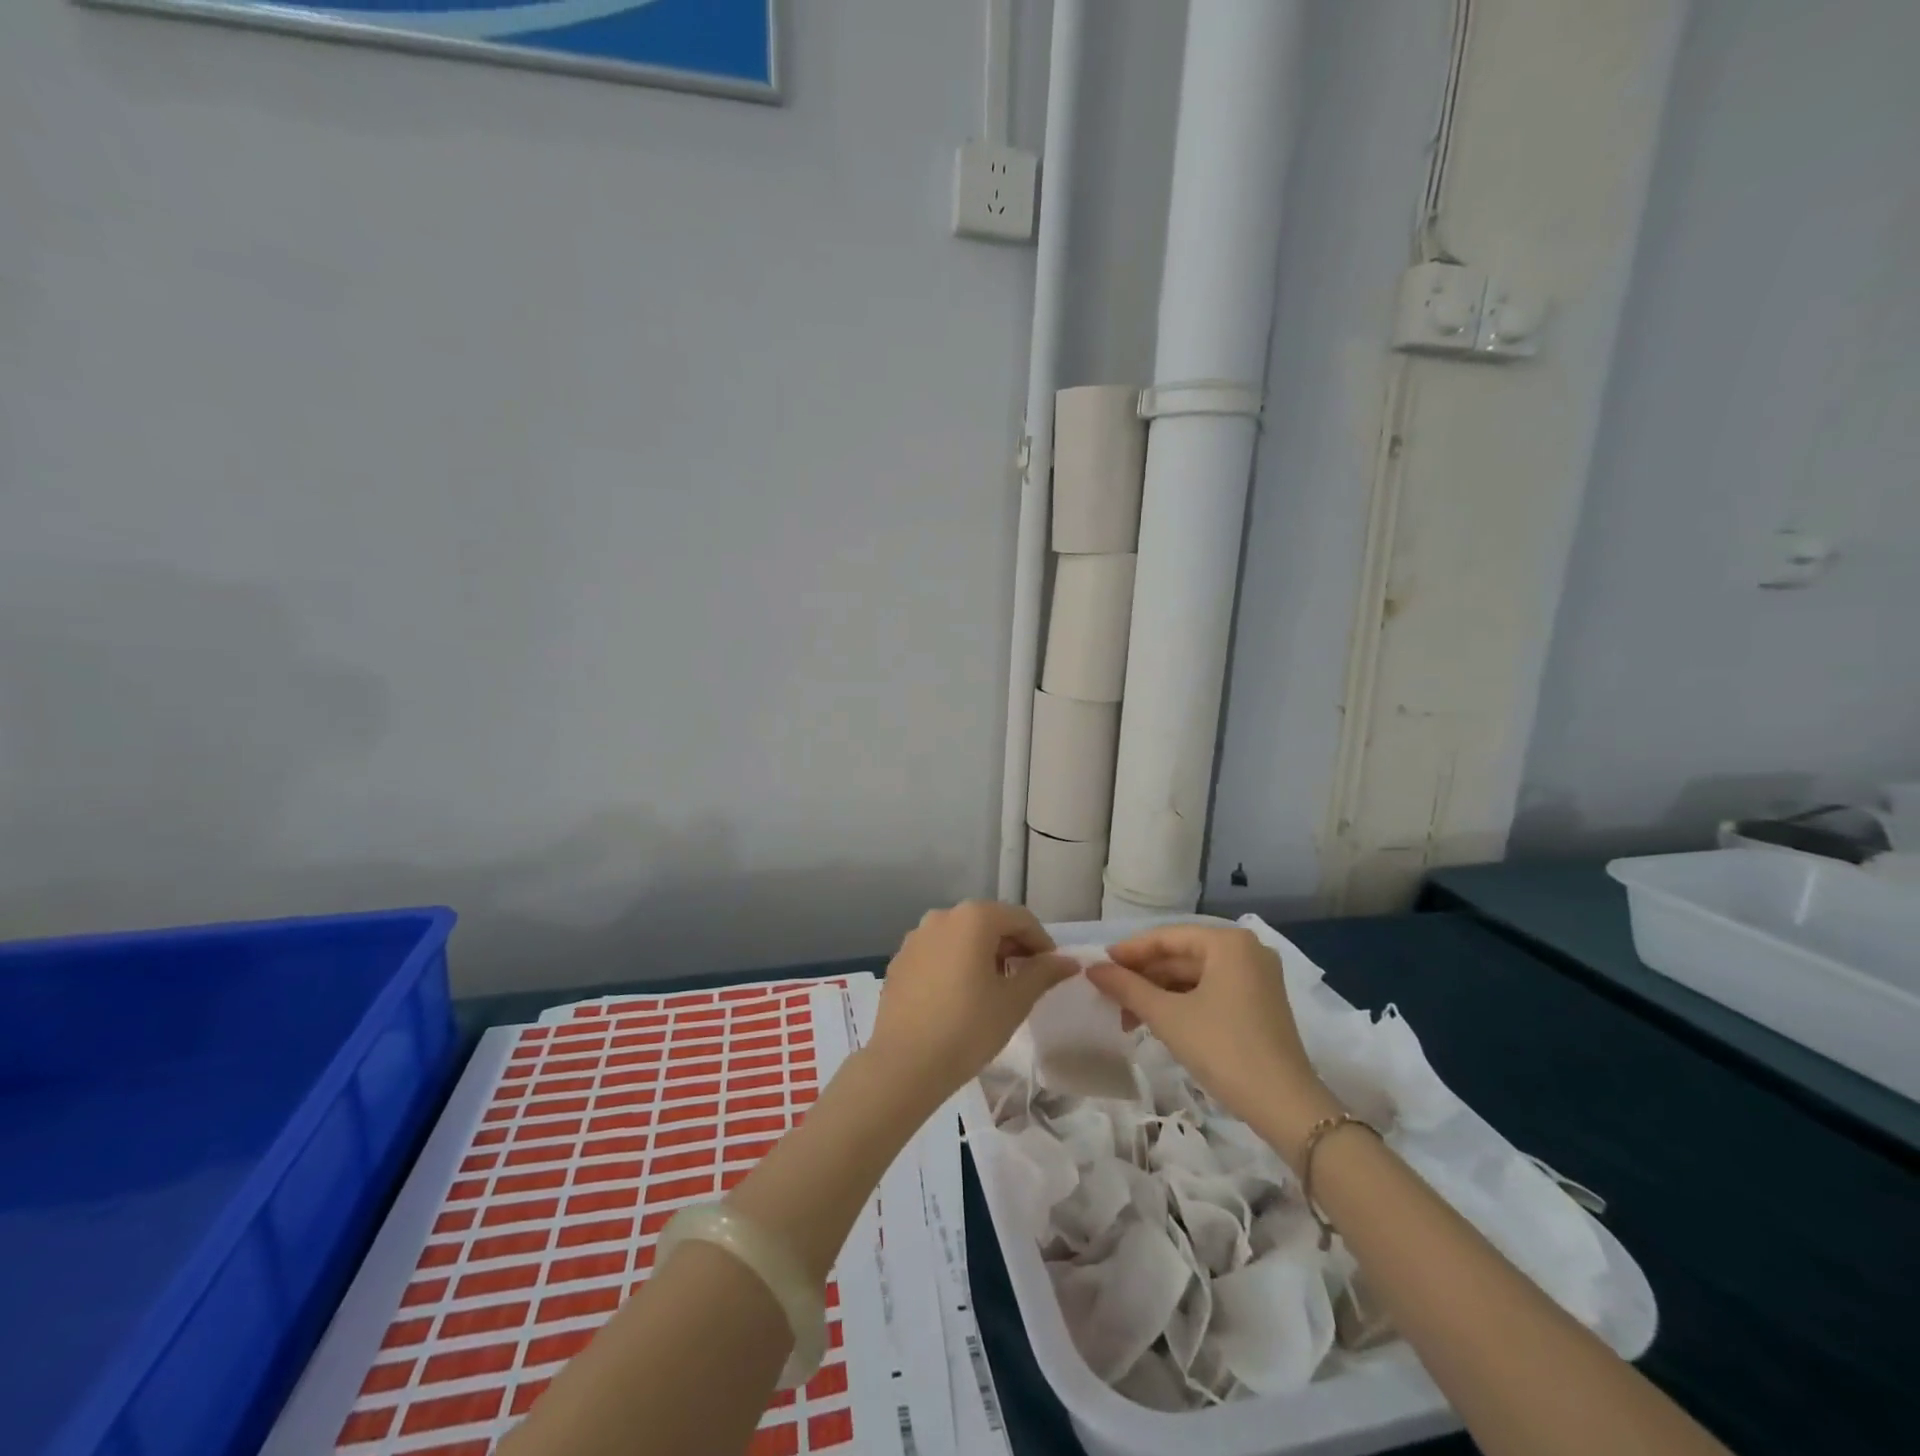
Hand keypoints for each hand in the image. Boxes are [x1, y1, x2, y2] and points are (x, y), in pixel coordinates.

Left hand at [867, 901, 1075, 1105]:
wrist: (904, 1064)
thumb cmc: (968, 1028)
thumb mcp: (1014, 1001)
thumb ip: (1043, 973)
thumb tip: (1069, 961)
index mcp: (973, 918)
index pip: (1020, 918)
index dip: (1041, 942)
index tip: (1051, 971)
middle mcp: (941, 916)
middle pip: (988, 922)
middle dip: (1012, 946)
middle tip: (1026, 980)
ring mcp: (916, 937)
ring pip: (961, 936)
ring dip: (983, 954)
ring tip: (994, 989)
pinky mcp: (900, 960)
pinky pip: (938, 952)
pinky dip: (956, 963)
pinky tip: (960, 996)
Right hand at [1086, 924, 1339, 1164]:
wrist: (1286, 1106)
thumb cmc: (1223, 1049)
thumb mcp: (1168, 1016)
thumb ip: (1127, 988)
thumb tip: (1092, 969)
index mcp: (1227, 943)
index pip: (1166, 937)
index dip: (1129, 952)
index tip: (1098, 967)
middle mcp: (1245, 951)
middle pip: (1180, 956)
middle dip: (1143, 978)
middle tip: (1109, 997)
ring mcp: (1256, 977)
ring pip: (1194, 976)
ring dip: (1159, 994)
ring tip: (1128, 1018)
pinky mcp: (1259, 1003)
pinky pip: (1210, 991)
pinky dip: (1182, 1003)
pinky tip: (1157, 1022)